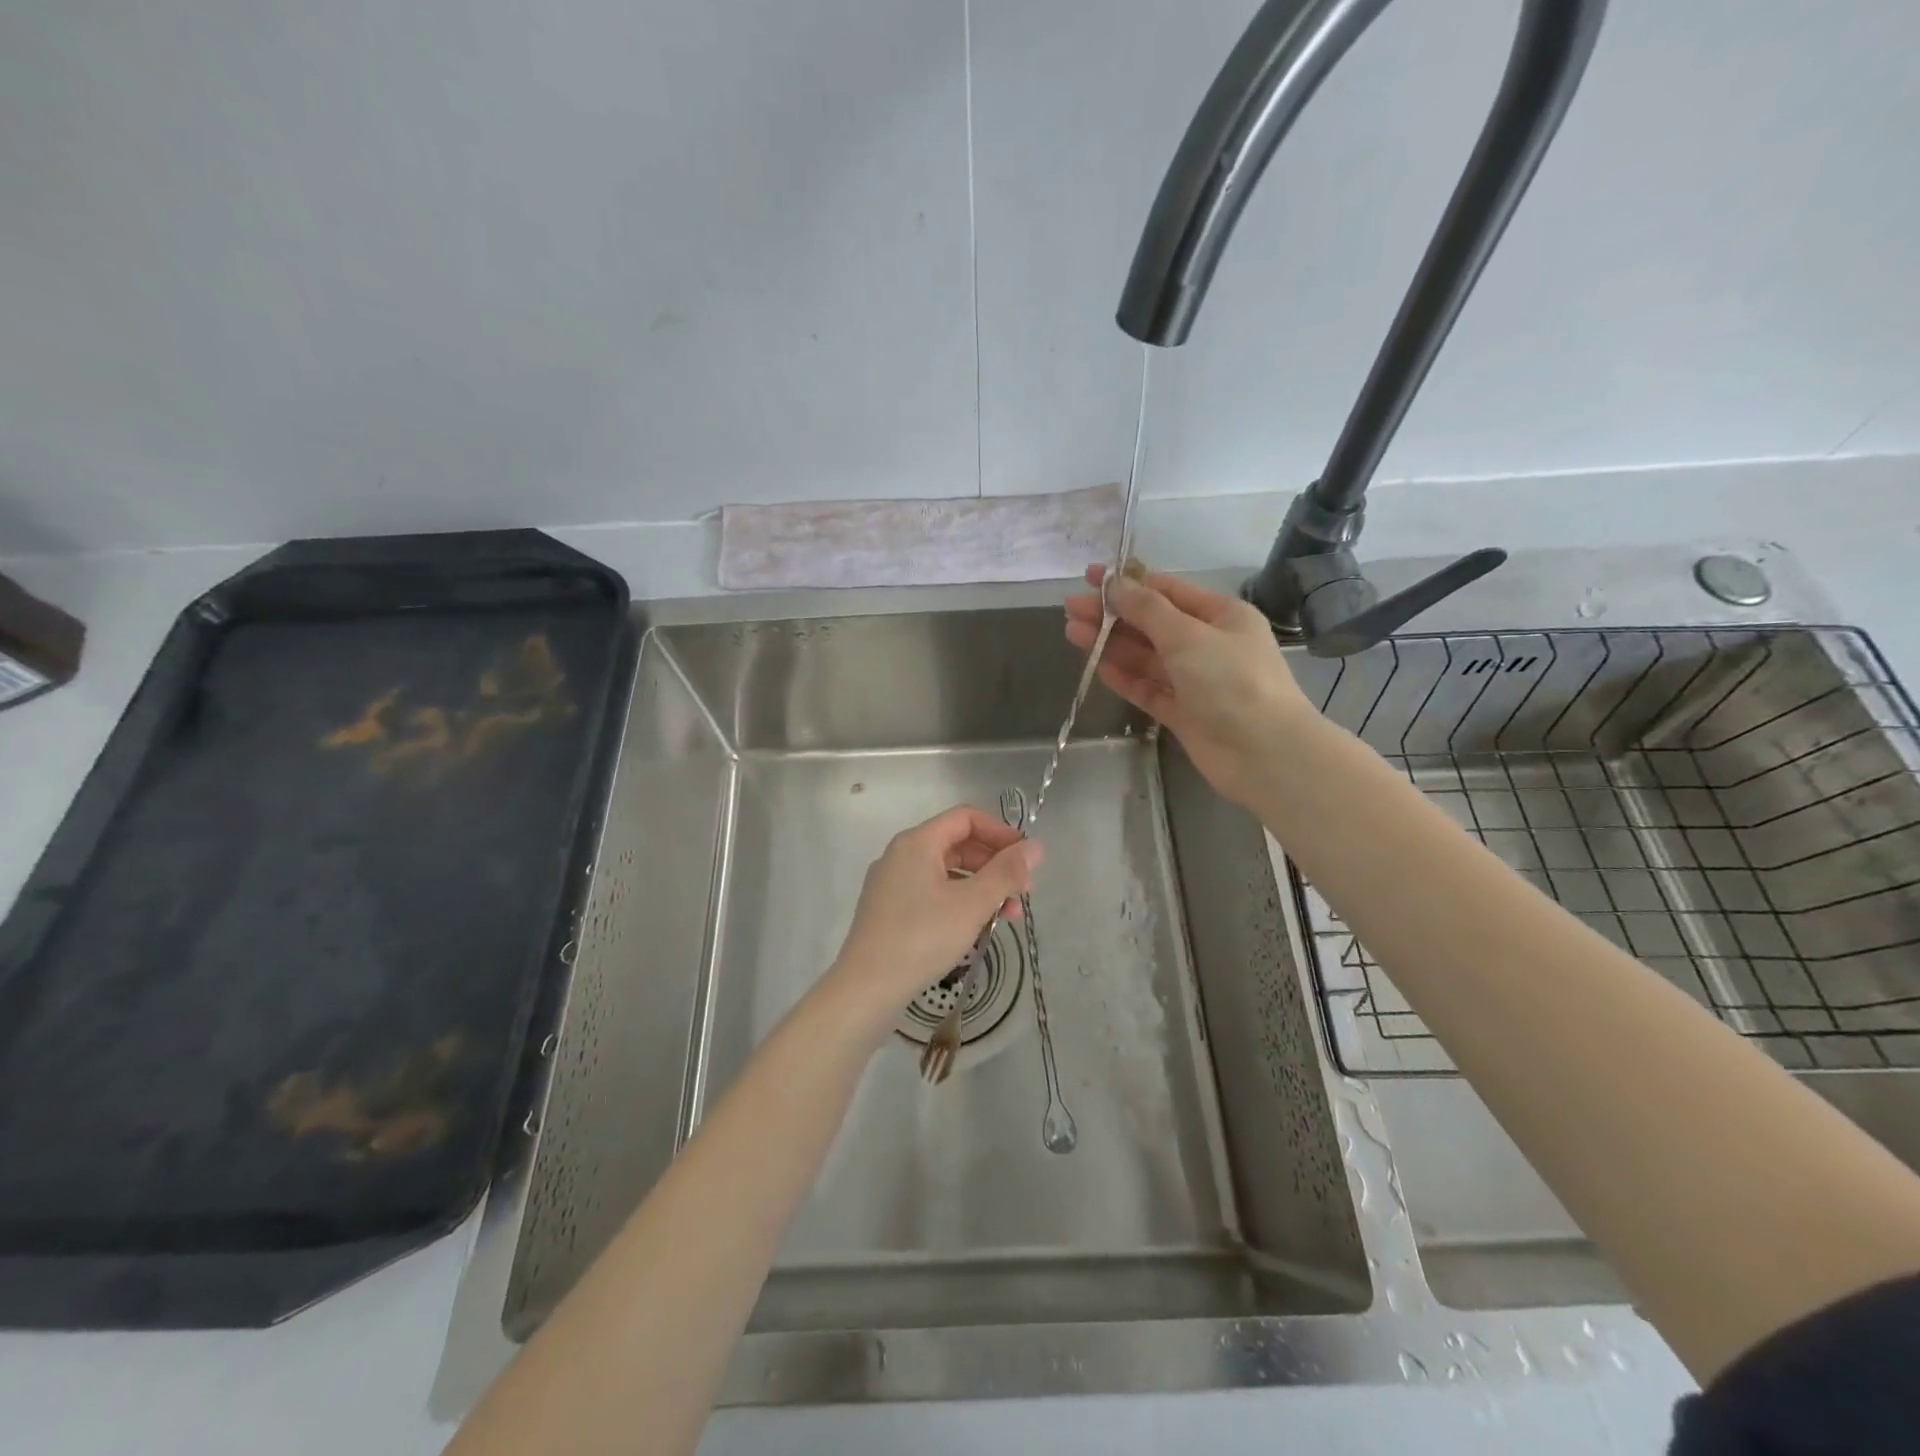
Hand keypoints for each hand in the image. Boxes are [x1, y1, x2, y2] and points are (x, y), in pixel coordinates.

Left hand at [823, 806, 1042, 1037]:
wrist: (867, 988)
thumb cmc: (922, 937)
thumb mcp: (972, 904)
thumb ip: (1006, 873)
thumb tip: (1036, 846)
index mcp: (917, 843)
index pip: (966, 818)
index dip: (1000, 832)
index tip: (1026, 857)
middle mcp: (901, 855)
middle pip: (957, 844)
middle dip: (994, 864)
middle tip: (1023, 892)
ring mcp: (892, 883)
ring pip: (946, 872)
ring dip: (981, 887)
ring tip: (1008, 916)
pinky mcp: (889, 910)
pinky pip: (931, 892)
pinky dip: (959, 902)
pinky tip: (977, 927)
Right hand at [1065, 565, 1314, 806]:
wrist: (1264, 754)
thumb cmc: (1232, 682)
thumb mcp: (1188, 635)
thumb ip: (1147, 609)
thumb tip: (1114, 583)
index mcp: (1220, 615)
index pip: (1168, 591)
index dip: (1128, 583)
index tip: (1090, 579)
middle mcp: (1208, 644)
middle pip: (1152, 623)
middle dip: (1113, 614)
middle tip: (1071, 609)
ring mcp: (1195, 681)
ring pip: (1147, 657)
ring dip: (1112, 644)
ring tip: (1072, 633)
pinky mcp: (1183, 713)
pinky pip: (1149, 689)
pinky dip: (1126, 678)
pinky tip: (1099, 667)